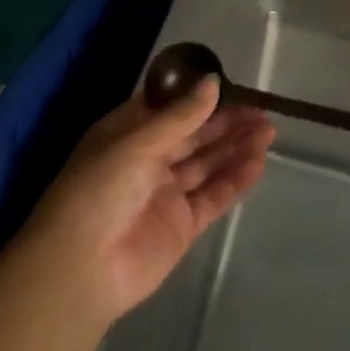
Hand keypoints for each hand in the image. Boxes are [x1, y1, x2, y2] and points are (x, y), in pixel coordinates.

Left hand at [21, 78, 273, 324]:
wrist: (80, 269)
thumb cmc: (99, 189)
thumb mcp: (137, 142)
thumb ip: (181, 116)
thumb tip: (213, 81)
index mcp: (130, 132)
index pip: (172, 107)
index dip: (202, 96)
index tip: (234, 86)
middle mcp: (149, 159)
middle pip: (195, 134)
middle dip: (228, 122)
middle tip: (263, 111)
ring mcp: (167, 193)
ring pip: (208, 163)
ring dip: (237, 147)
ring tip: (269, 131)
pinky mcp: (182, 226)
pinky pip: (213, 196)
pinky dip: (235, 179)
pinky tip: (258, 163)